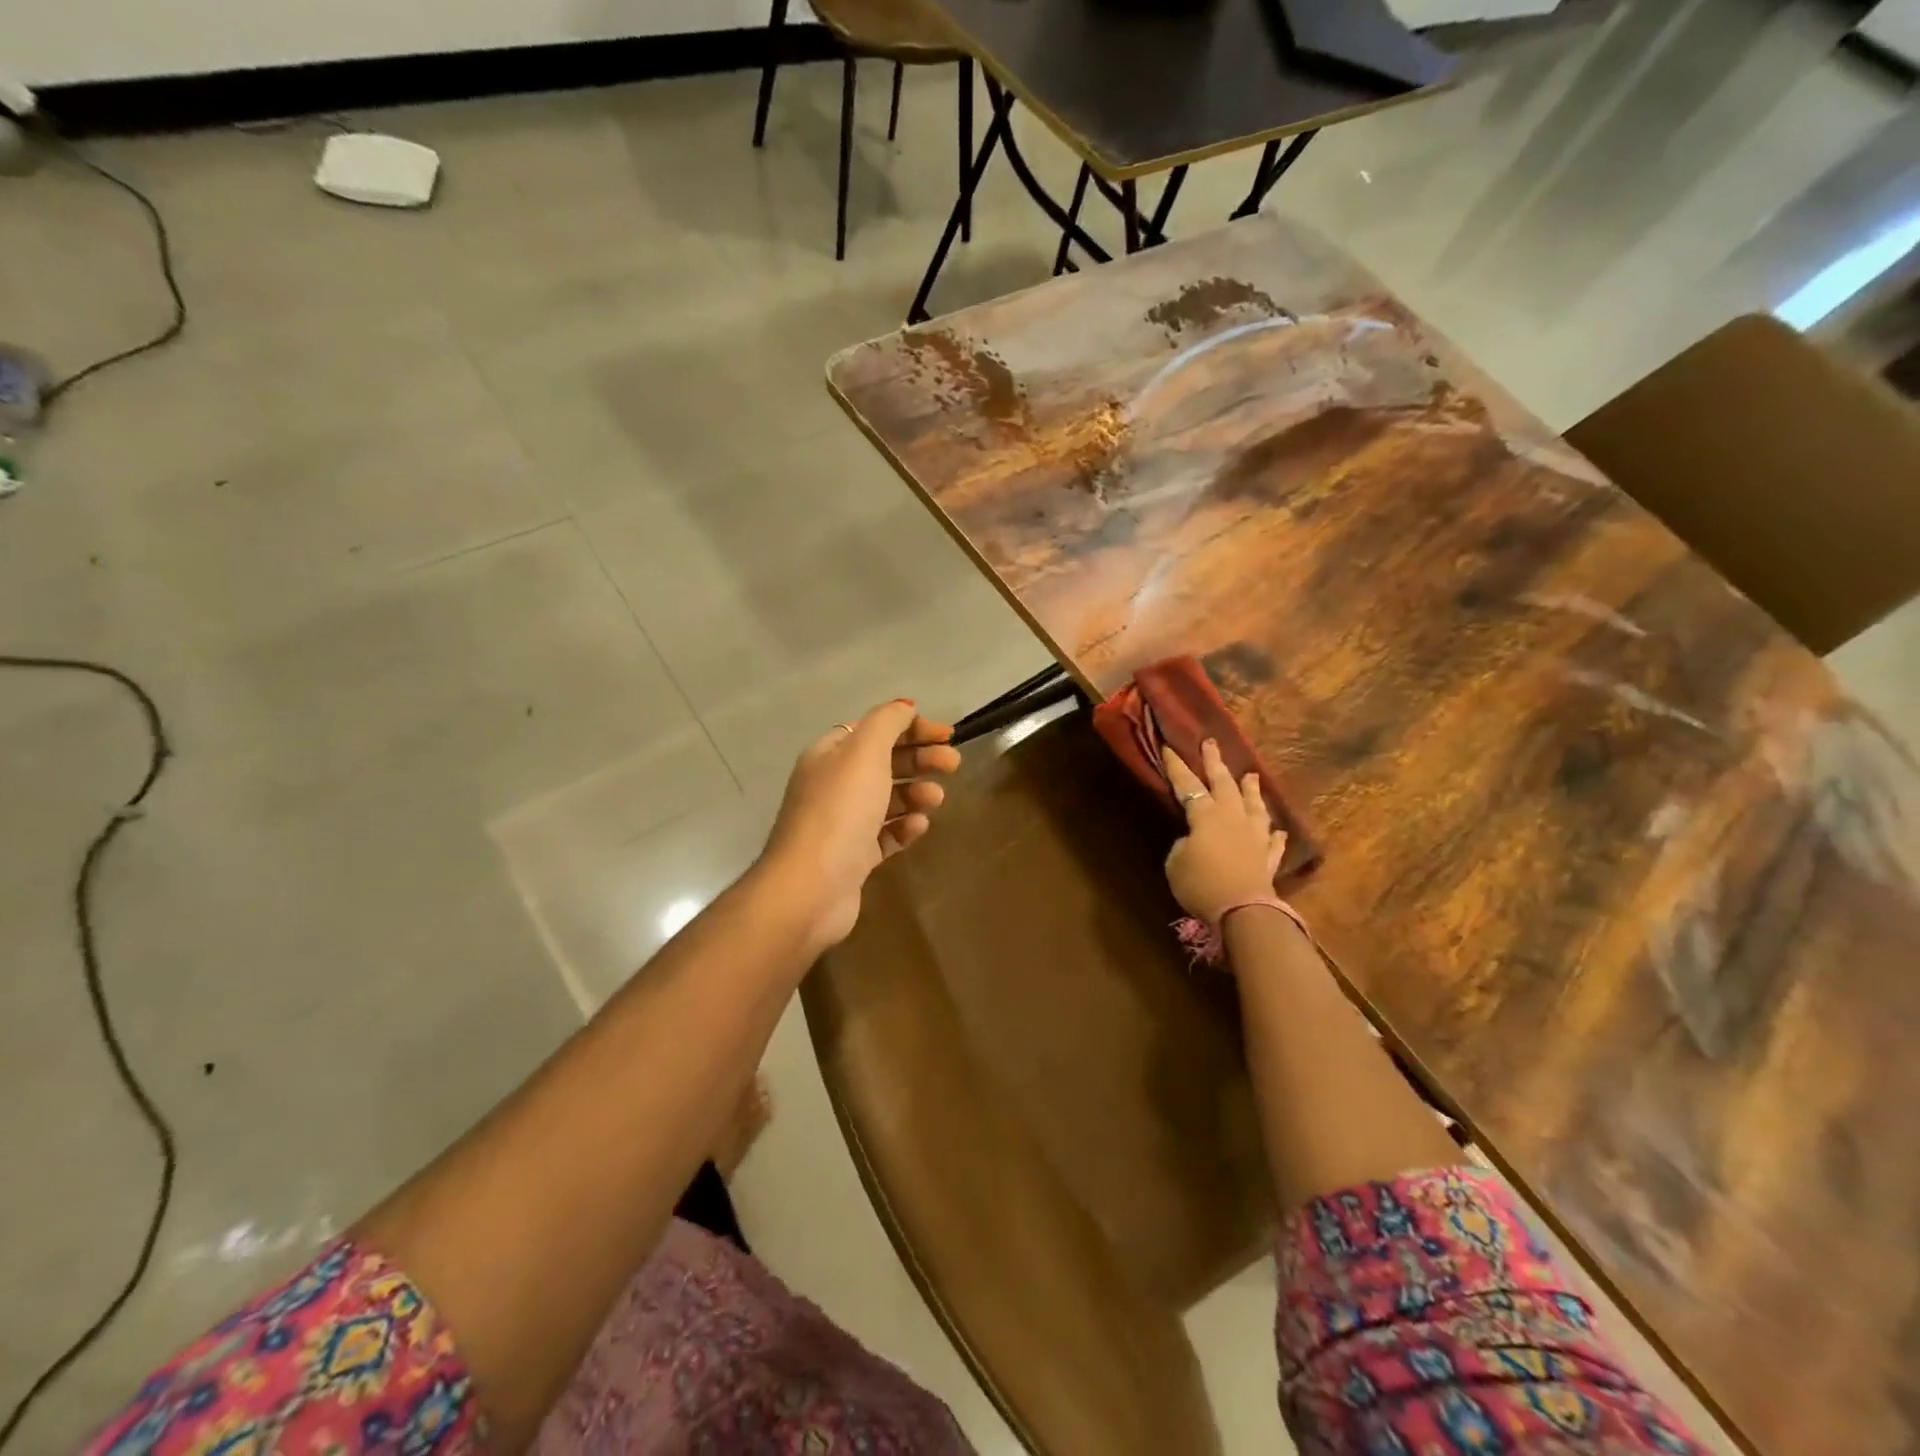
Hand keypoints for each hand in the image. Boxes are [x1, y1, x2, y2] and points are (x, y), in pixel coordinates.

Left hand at [759, 699, 960, 951]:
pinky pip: (885, 834)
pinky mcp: (853, 857)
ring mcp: (842, 823)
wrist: (811, 886)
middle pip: (884, 762)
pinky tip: (919, 827)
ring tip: (935, 799)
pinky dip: (904, 827)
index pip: (874, 729)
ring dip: (915, 793)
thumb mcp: (865, 753)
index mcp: (830, 754)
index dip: (910, 727)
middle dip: (920, 759)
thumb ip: (887, 723)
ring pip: (887, 799)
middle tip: (953, 764)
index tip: (946, 734)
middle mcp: (833, 784)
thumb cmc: (840, 811)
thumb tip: (904, 706)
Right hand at [1162, 739, 1287, 925]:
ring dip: (1251, 790)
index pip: (1187, 785)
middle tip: (1211, 743)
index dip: (1177, 767)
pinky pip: (1272, 843)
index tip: (1169, 747)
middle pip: (1224, 784)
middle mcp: (1233, 818)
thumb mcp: (1176, 863)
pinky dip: (1274, 835)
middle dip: (1215, 762)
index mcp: (1206, 816)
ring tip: (1251, 775)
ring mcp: (1254, 837)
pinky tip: (1277, 831)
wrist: (1243, 911)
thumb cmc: (1201, 884)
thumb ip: (1184, 845)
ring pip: (1254, 806)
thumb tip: (1194, 841)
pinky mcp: (1268, 859)